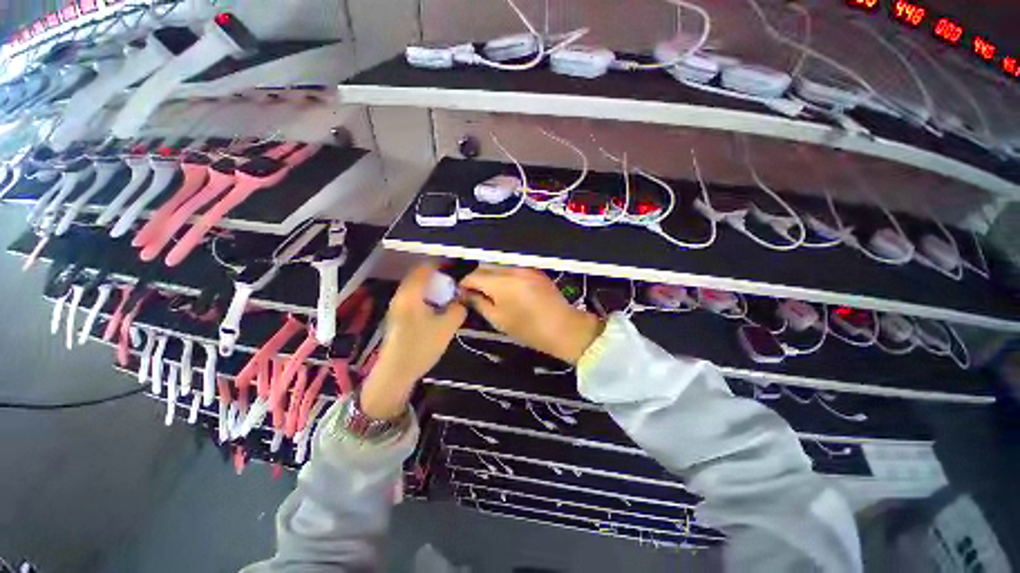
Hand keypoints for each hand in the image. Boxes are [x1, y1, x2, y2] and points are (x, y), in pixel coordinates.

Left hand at [360, 264, 466, 419]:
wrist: (396, 372)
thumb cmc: (421, 346)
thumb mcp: (447, 327)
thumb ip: (458, 309)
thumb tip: (461, 300)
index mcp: (411, 294)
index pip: (424, 268)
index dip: (441, 265)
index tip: (455, 268)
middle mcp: (401, 295)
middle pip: (418, 275)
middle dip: (437, 276)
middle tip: (453, 283)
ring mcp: (397, 306)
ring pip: (415, 287)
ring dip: (431, 287)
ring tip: (447, 294)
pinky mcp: (398, 316)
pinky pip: (413, 297)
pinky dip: (426, 296)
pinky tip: (436, 308)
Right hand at [460, 266, 603, 364]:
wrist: (563, 327)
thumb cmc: (528, 329)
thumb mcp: (498, 319)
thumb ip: (478, 302)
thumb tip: (465, 293)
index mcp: (501, 282)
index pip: (473, 275)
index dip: (463, 284)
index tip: (460, 294)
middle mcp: (512, 269)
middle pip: (485, 266)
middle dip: (475, 278)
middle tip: (473, 293)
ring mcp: (525, 267)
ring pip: (498, 266)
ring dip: (489, 275)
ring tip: (488, 292)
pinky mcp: (534, 269)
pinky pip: (511, 268)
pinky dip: (503, 275)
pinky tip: (504, 288)